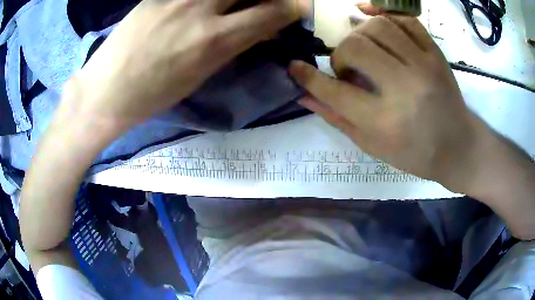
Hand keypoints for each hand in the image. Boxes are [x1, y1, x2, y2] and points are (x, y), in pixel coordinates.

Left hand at [62, 0, 303, 134]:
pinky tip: (199, 8)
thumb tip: (261, 28)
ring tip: (228, 8)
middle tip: (261, 5)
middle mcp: (200, 9)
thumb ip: (235, 44)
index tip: (296, 8)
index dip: (293, 7)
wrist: (107, 90)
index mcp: (215, 40)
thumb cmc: (154, 93)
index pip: (274, 11)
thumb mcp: (201, 74)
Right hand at [289, 15, 478, 191]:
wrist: (458, 147)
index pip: (334, 91)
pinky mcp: (436, 54)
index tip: (295, 67)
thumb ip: (338, 118)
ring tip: (364, 48)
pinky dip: (383, 13)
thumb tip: (304, 96)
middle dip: (340, 54)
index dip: (307, 76)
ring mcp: (423, 66)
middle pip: (355, 47)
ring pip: (378, 26)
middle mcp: (403, 88)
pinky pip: (405, 20)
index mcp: (384, 122)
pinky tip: (371, 16)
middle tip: (346, 67)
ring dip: (360, 34)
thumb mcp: (373, 146)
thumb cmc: (415, 154)